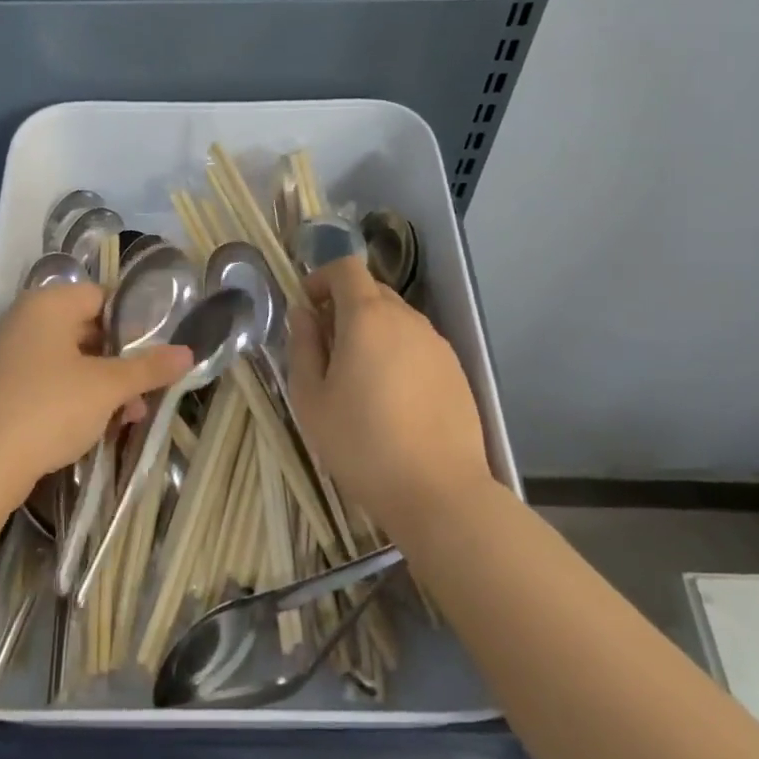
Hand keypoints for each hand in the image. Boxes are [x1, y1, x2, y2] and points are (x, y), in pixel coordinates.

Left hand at [0, 282, 192, 510]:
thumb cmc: (49, 409)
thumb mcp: (108, 388)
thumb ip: (149, 368)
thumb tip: (188, 352)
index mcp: (48, 304)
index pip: (101, 297)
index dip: (133, 321)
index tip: (157, 350)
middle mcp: (23, 320)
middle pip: (86, 329)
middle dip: (121, 360)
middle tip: (147, 388)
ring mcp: (7, 355)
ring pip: (68, 360)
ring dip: (101, 384)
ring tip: (129, 416)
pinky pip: (47, 381)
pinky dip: (73, 397)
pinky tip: (95, 427)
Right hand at [286, 257, 492, 527]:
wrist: (438, 490)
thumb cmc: (361, 443)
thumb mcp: (311, 399)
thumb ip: (303, 347)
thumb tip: (303, 314)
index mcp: (367, 317)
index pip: (346, 268)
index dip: (322, 278)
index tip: (307, 307)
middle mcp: (407, 319)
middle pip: (372, 291)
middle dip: (344, 307)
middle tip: (326, 348)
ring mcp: (437, 343)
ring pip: (397, 320)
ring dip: (372, 332)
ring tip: (358, 378)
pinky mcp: (456, 369)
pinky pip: (417, 345)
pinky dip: (397, 353)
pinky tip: (392, 398)